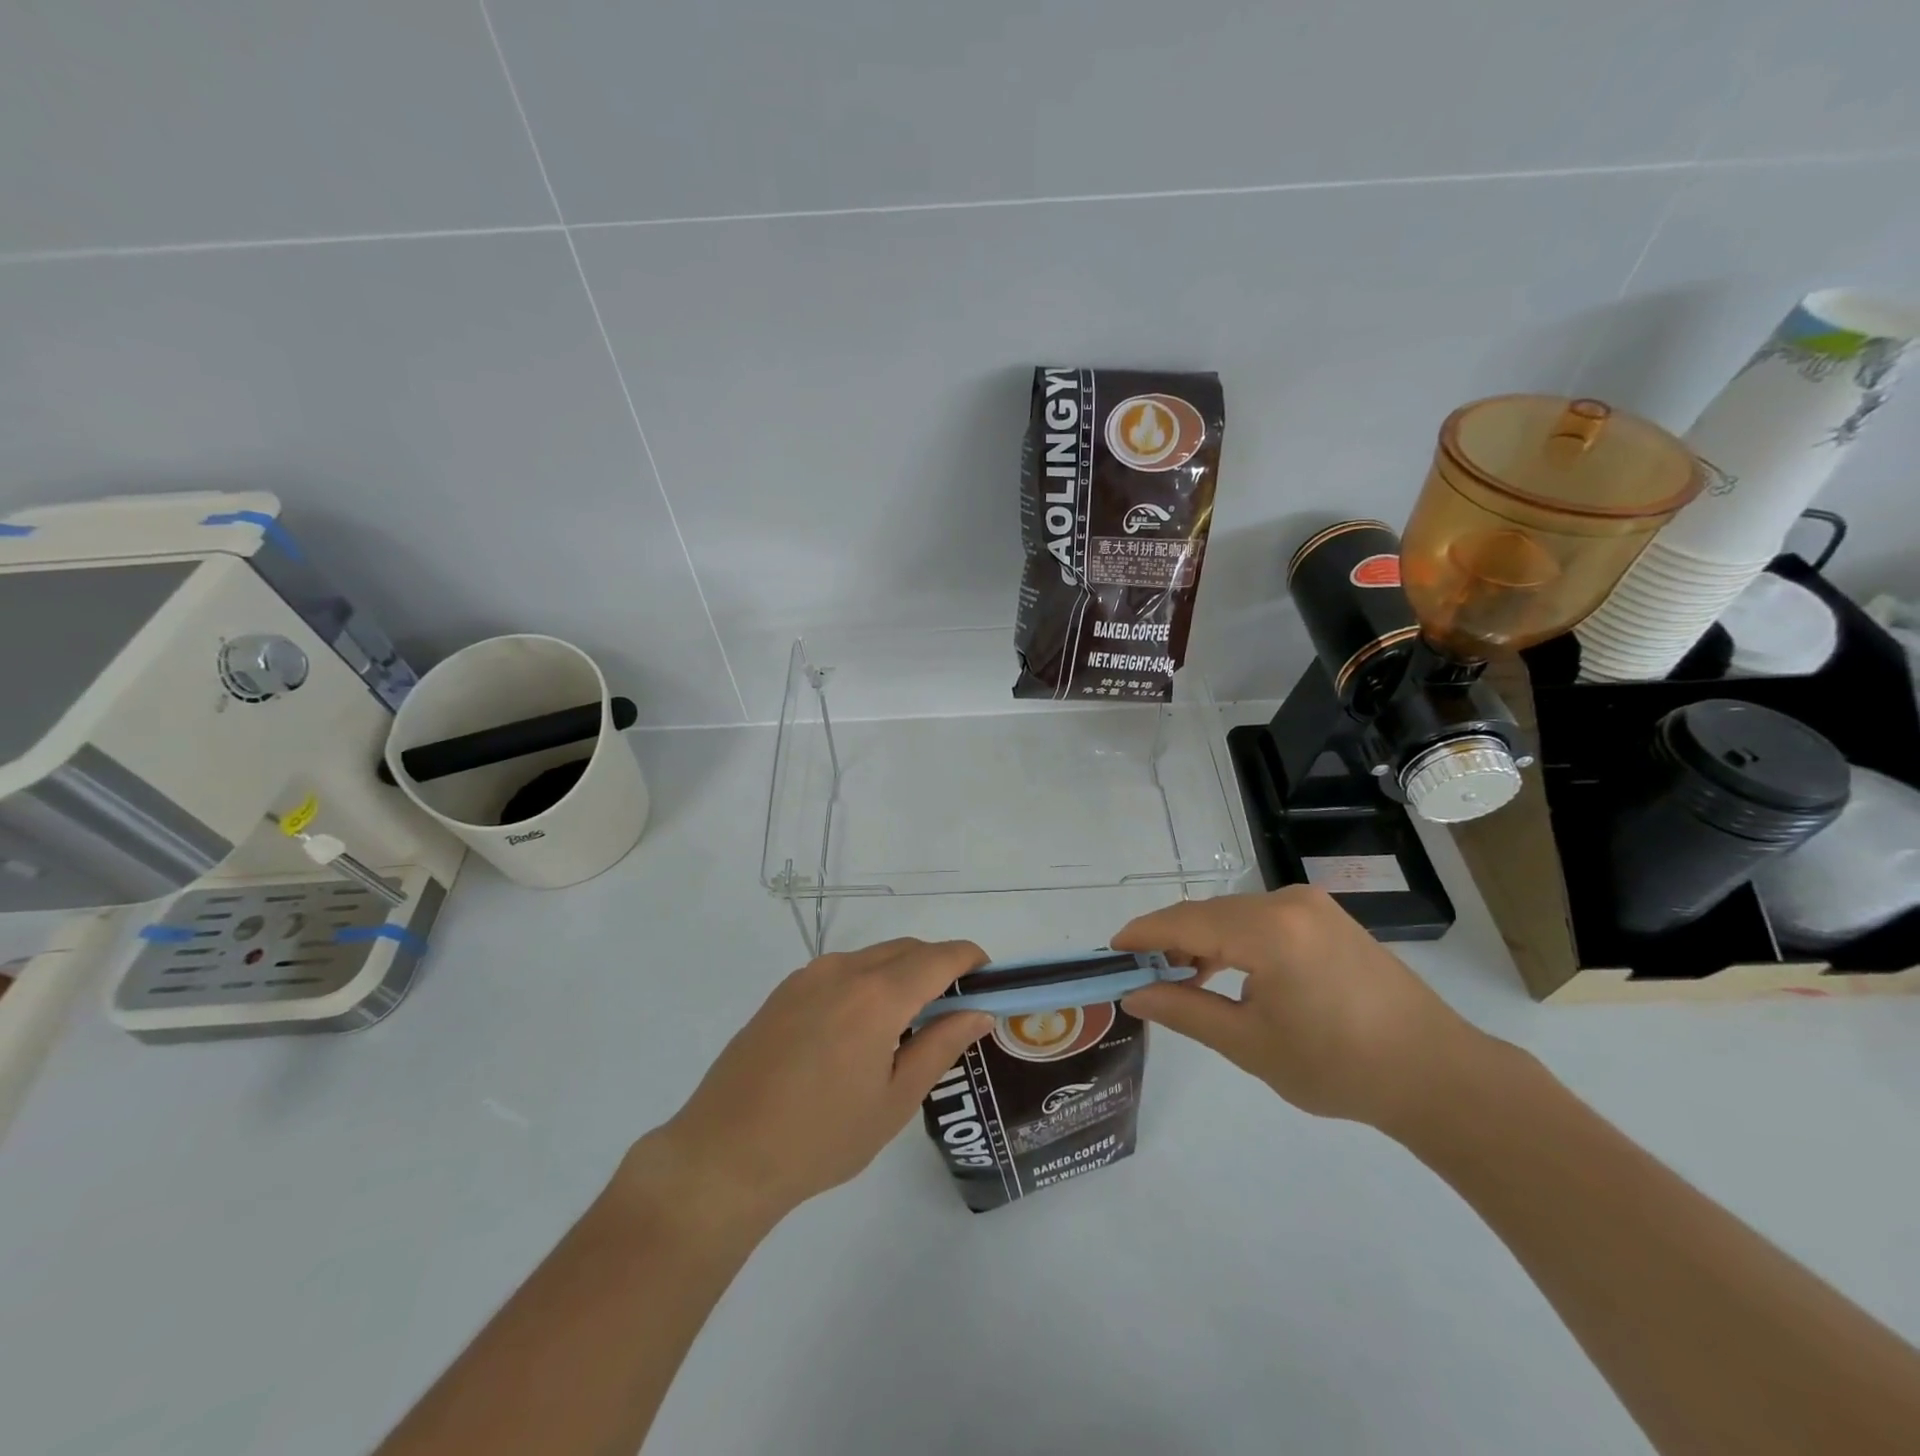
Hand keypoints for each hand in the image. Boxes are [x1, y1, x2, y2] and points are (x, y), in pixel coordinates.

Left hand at [632, 939, 993, 1228]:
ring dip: (902, 974)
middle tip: (955, 1009)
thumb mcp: (895, 1100)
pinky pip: (842, 971)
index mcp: (877, 995)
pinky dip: (868, 982)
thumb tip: (980, 1012)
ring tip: (909, 1023)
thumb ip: (941, 1046)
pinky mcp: (784, 990)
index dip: (971, 960)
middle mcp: (844, 970)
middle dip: (939, 967)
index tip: (989, 980)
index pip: (940, 957)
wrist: (724, 1155)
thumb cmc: (821, 1137)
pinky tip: (862, 1029)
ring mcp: (808, 976)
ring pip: (873, 957)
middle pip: (908, 950)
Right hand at [1111, 888, 1490, 1131]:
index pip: (1185, 922)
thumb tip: (1134, 994)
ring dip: (1202, 941)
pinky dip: (1234, 941)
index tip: (1110, 952)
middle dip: (1169, 941)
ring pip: (1234, 915)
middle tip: (1140, 975)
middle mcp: (1287, 902)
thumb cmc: (1339, 1066)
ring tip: (1179, 979)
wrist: (1438, 1076)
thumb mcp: (1250, 1045)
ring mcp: (1312, 906)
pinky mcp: (1327, 918)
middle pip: (1208, 914)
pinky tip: (1226, 972)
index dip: (1142, 935)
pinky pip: (1262, 919)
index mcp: (1268, 929)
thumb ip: (1185, 1011)